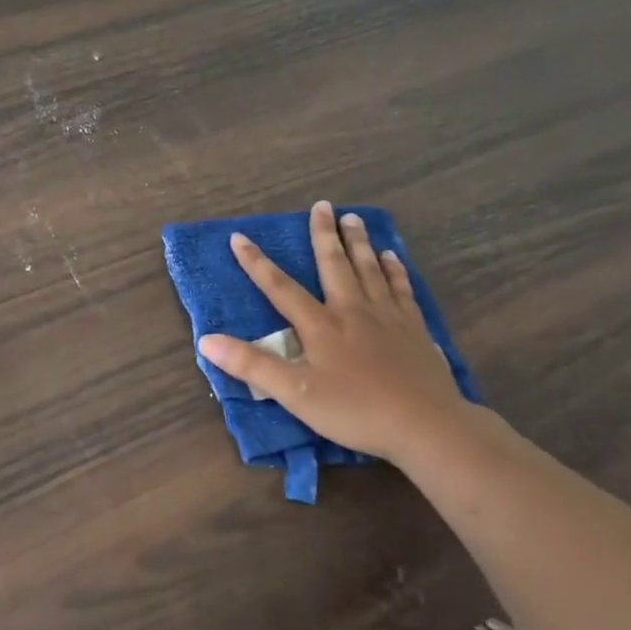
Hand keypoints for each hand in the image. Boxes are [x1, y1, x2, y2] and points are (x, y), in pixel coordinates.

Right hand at [198, 201, 476, 468]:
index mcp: (320, 325)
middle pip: (334, 265)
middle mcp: (352, 310)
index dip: (256, 263)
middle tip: (322, 205)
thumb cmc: (353, 411)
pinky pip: (401, 288)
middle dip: (323, 235)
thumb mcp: (294, 393)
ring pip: (369, 269)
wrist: (424, 424)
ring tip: (354, 218)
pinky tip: (392, 257)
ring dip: (359, 242)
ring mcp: (387, 316)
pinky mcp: (414, 328)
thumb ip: (251, 365)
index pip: (280, 288)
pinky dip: (394, 269)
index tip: (239, 237)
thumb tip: (206, 340)